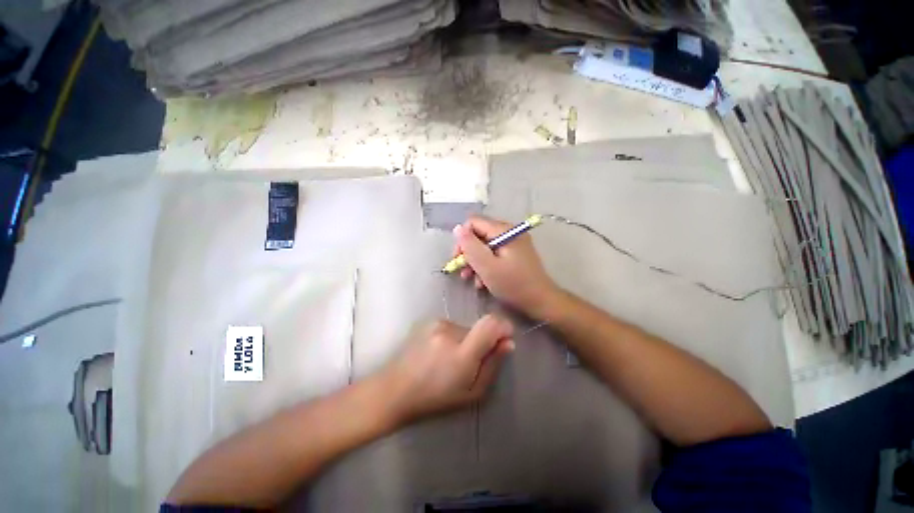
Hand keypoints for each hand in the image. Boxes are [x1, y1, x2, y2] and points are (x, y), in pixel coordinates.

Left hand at [382, 315, 514, 423]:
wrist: (395, 389)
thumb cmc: (435, 398)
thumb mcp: (472, 392)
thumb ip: (493, 365)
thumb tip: (508, 343)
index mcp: (461, 354)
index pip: (491, 325)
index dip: (503, 327)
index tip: (504, 338)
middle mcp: (449, 332)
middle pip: (478, 327)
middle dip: (480, 342)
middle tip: (467, 363)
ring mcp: (436, 324)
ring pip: (464, 328)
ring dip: (463, 341)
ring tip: (447, 360)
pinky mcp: (428, 321)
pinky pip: (450, 327)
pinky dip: (451, 338)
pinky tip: (437, 353)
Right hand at [453, 215, 559, 317]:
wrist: (540, 301)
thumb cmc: (513, 284)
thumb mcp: (487, 266)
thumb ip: (470, 246)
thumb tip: (457, 228)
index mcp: (503, 230)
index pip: (473, 223)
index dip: (462, 240)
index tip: (459, 259)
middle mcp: (509, 232)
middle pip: (479, 235)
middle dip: (469, 254)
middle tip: (464, 273)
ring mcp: (513, 243)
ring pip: (485, 247)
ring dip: (476, 263)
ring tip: (473, 280)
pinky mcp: (515, 254)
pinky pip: (494, 255)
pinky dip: (486, 266)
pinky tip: (483, 282)